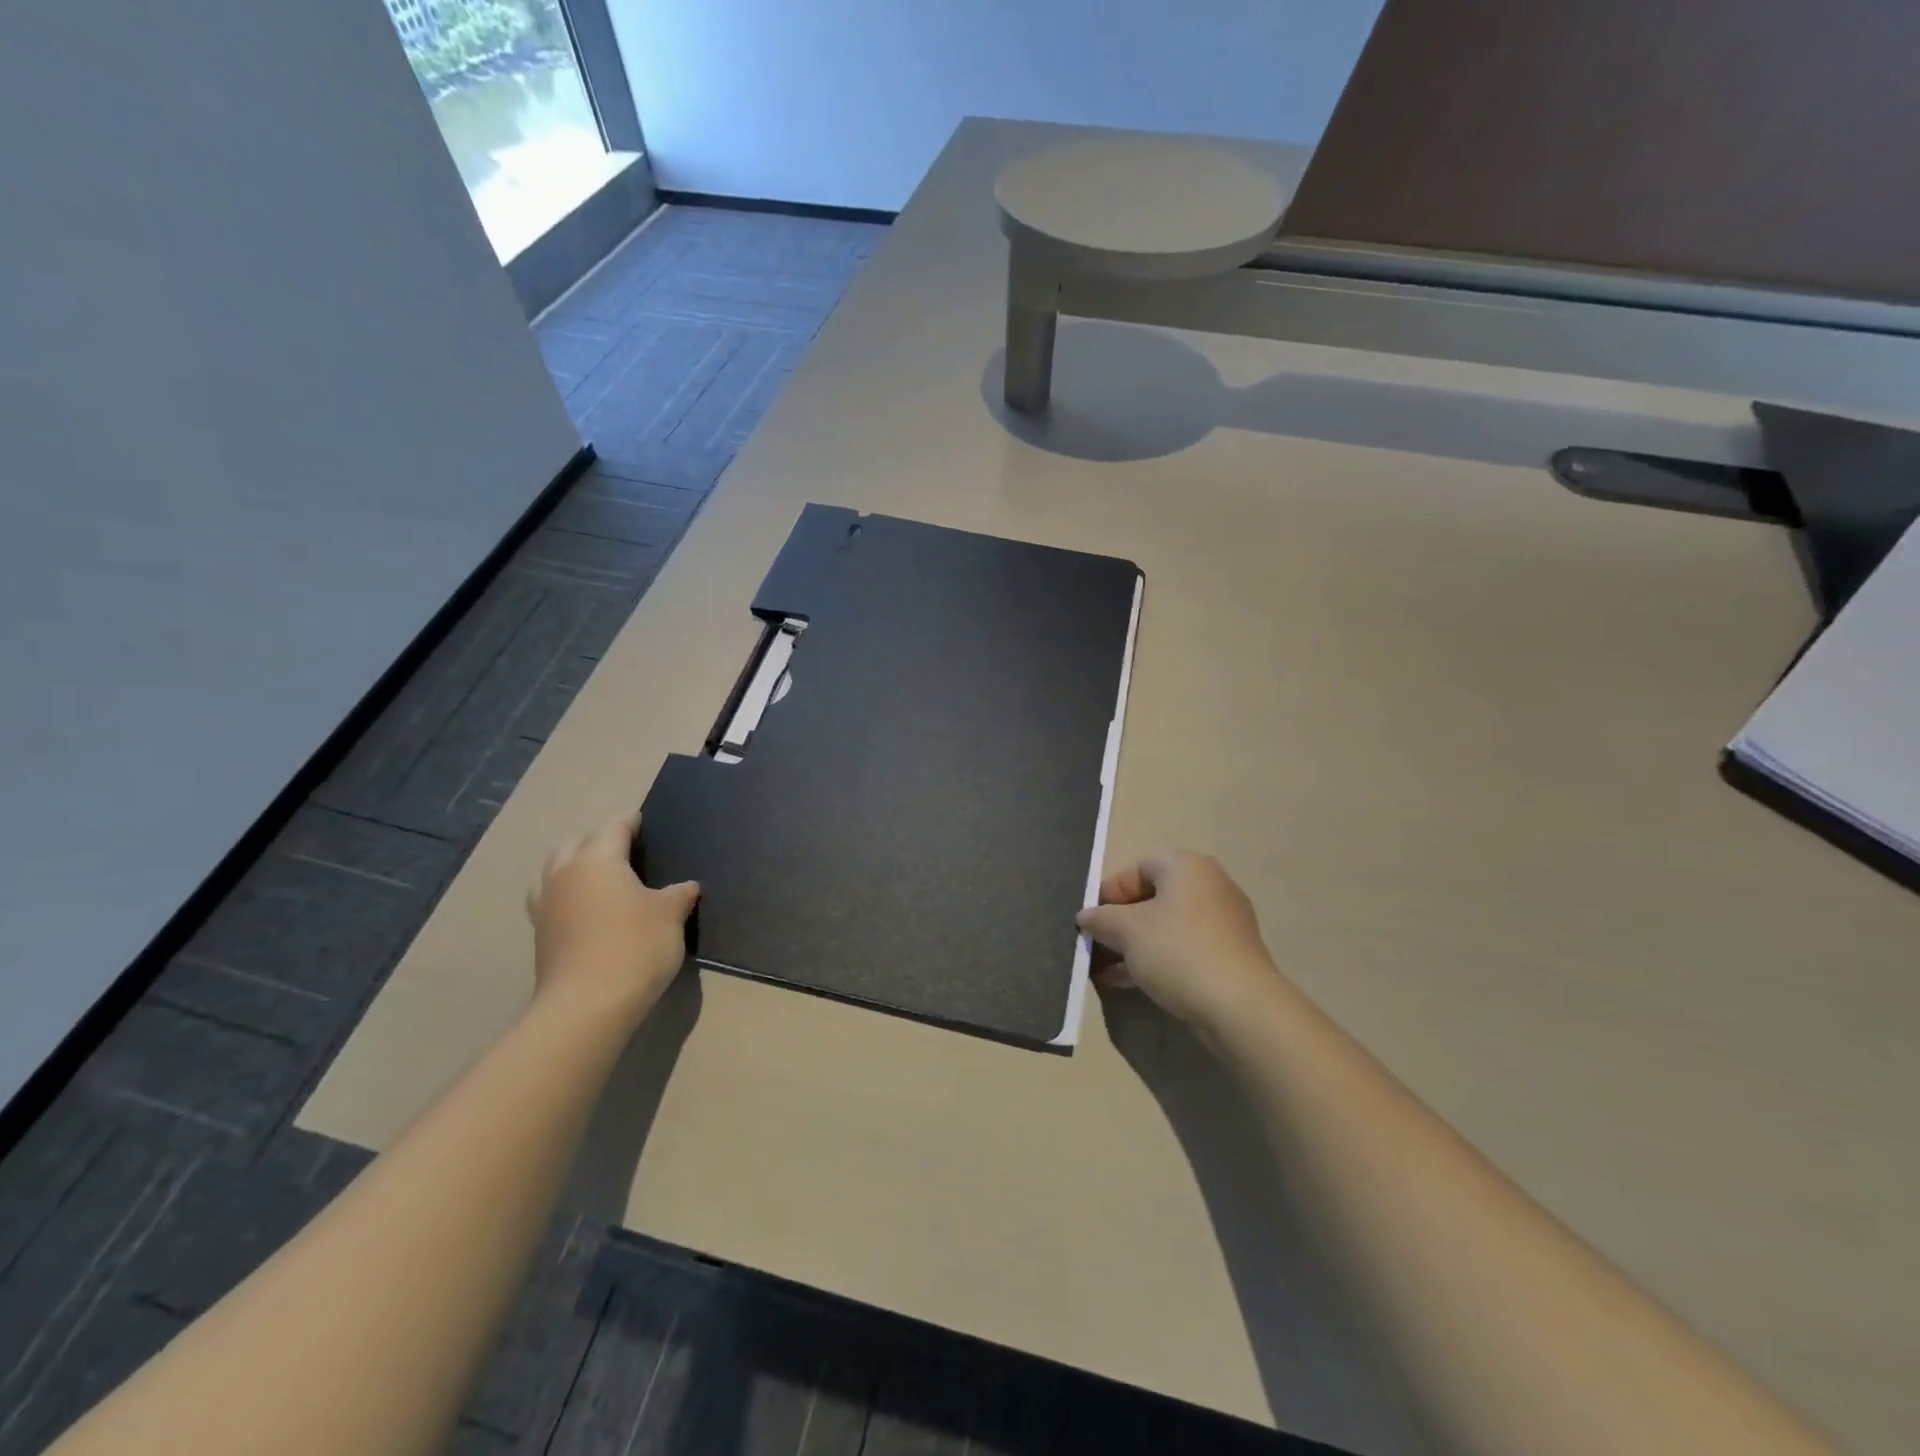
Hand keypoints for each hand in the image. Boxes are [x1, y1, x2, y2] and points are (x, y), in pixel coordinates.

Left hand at [526, 811, 697, 1020]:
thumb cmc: (635, 946)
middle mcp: (565, 874)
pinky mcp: (541, 935)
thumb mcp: (671, 915)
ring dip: (575, 865)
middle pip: (577, 842)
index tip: (644, 821)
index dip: (631, 821)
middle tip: (625, 848)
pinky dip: (567, 895)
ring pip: (555, 869)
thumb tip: (687, 886)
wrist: (587, 1006)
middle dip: (598, 839)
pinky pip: (551, 899)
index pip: (614, 827)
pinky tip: (586, 909)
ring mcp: (546, 905)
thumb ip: (679, 895)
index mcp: (597, 859)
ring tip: (600, 876)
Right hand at [1077, 851, 1283, 1028]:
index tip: (1090, 921)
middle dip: (1120, 923)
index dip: (1108, 893)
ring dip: (1134, 945)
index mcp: (1186, 867)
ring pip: (1167, 926)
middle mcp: (1210, 885)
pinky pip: (1184, 948)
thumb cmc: (1177, 951)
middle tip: (1096, 945)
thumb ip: (1100, 919)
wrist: (1240, 1006)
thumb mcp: (1127, 931)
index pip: (1137, 868)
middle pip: (1152, 898)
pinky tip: (1129, 982)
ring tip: (1105, 970)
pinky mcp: (1230, 955)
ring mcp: (1224, 922)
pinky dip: (1157, 959)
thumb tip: (1085, 917)